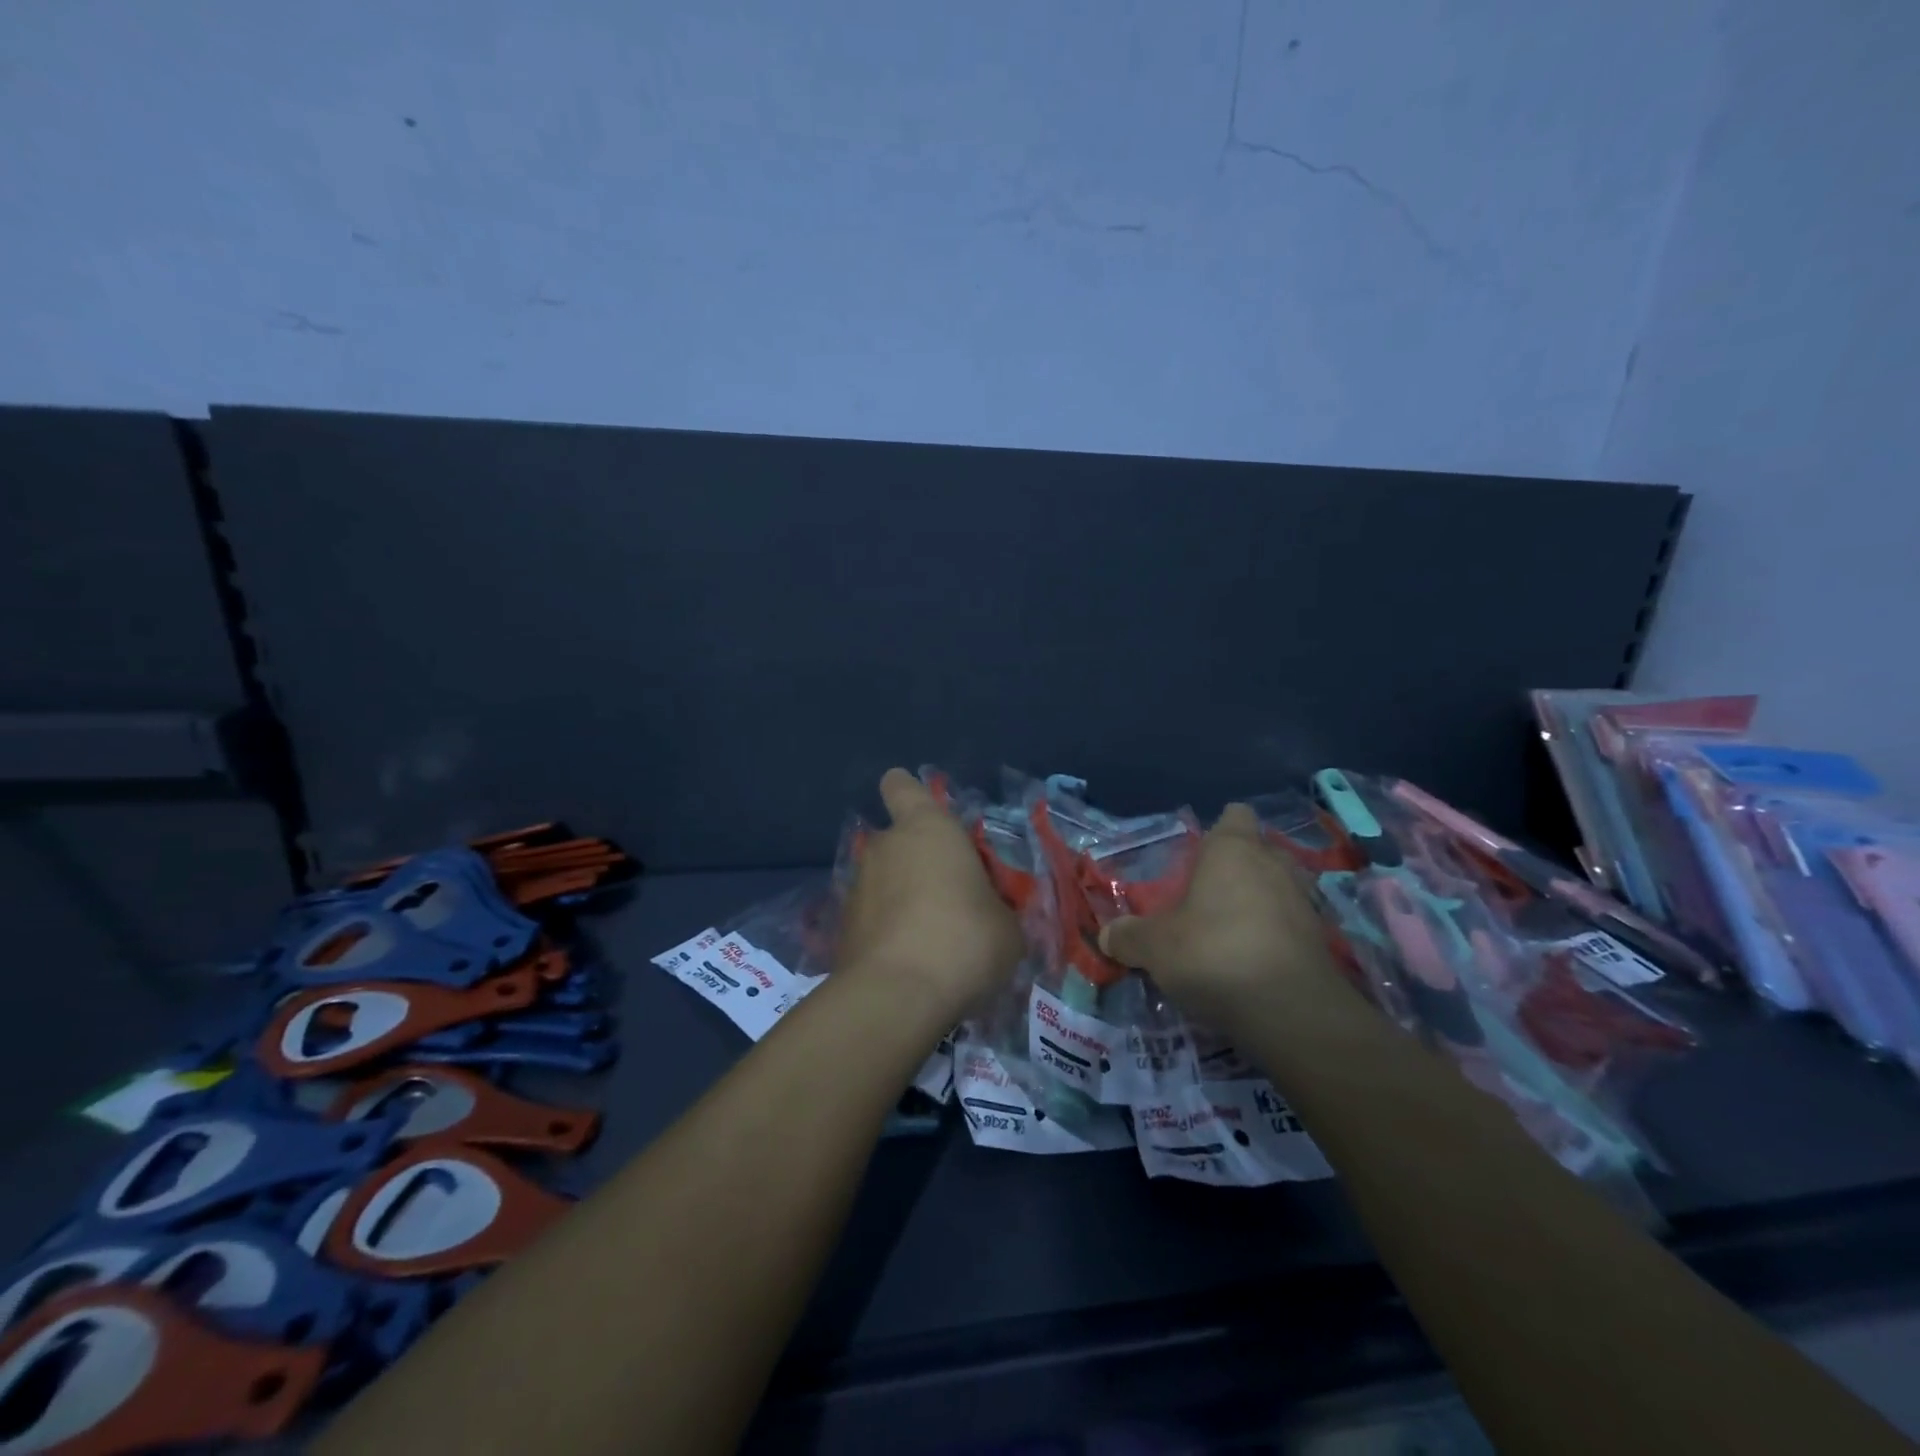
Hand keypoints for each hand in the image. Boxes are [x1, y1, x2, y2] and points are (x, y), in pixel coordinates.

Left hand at [835, 769, 1023, 1016]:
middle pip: (897, 840)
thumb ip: (995, 908)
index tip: (925, 814)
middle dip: (917, 861)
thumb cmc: (964, 940)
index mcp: (927, 828)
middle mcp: (884, 846)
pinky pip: (871, 918)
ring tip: (932, 939)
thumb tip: (989, 916)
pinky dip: (887, 932)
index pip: (901, 786)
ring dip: (902, 899)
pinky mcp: (841, 928)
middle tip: (950, 896)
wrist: (897, 996)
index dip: (909, 793)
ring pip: (883, 881)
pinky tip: (910, 963)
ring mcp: (856, 886)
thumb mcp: (1007, 926)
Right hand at [1099, 803, 1348, 1025]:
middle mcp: (1274, 864)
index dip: (1218, 830)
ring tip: (1229, 931)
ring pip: (1278, 887)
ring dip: (1258, 903)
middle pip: (1258, 851)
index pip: (1234, 815)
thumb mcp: (1154, 947)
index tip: (1197, 856)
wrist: (1291, 1011)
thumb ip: (1129, 937)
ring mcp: (1304, 901)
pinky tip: (1253, 961)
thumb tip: (1107, 935)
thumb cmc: (1214, 953)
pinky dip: (1275, 935)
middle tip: (1206, 897)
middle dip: (1237, 869)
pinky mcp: (1323, 940)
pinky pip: (1292, 924)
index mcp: (1233, 849)